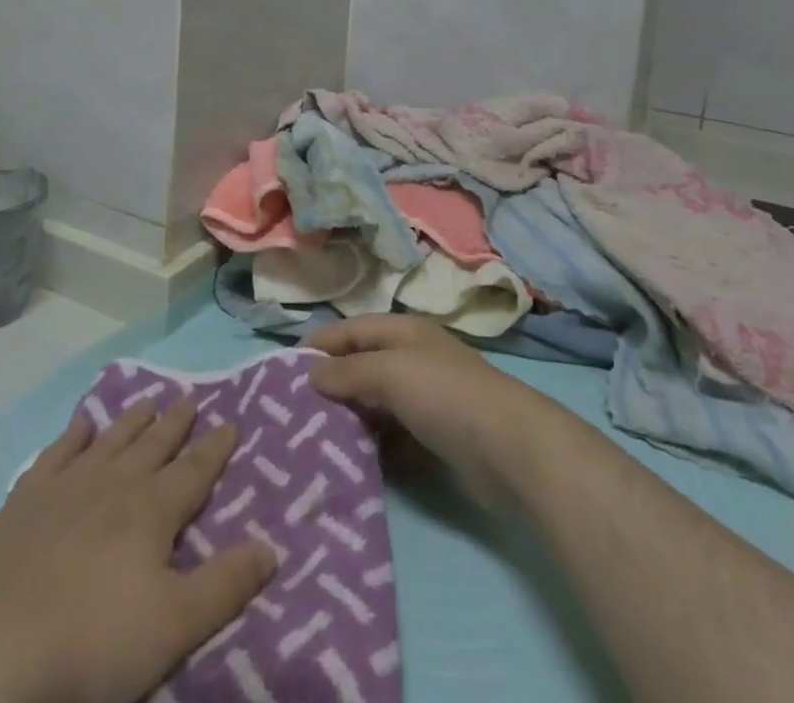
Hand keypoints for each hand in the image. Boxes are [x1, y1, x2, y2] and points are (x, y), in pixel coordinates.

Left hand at [0, 399, 276, 702]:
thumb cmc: (92, 646)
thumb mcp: (174, 627)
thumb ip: (226, 584)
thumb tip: (273, 546)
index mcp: (152, 510)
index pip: (194, 469)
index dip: (215, 447)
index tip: (231, 420)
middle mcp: (114, 484)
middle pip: (153, 444)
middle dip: (176, 422)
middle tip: (190, 397)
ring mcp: (66, 488)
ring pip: (110, 441)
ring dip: (132, 421)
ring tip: (148, 401)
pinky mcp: (24, 503)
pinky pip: (56, 454)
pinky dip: (72, 436)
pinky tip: (80, 425)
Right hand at [306, 314, 570, 506]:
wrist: (511, 449)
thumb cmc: (446, 395)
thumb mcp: (391, 372)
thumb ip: (349, 371)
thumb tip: (311, 373)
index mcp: (403, 332)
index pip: (351, 330)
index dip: (319, 345)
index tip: (282, 370)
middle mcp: (412, 359)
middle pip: (361, 366)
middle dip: (330, 384)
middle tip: (291, 412)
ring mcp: (425, 400)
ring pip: (375, 404)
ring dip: (349, 418)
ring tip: (310, 441)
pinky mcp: (434, 438)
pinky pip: (391, 437)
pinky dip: (372, 446)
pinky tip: (349, 463)